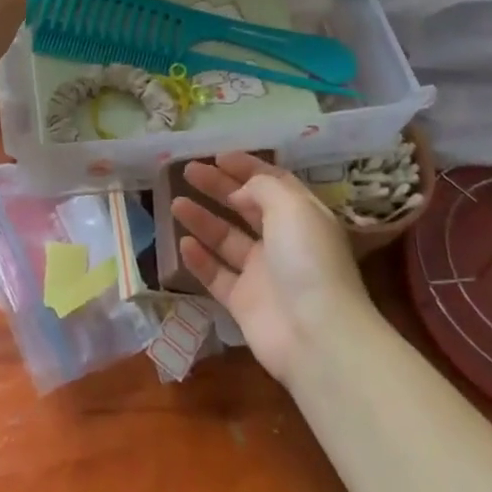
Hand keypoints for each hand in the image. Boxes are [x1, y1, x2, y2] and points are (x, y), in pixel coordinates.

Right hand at [171, 154, 370, 382]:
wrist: (316, 334)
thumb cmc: (308, 260)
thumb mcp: (292, 207)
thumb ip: (263, 188)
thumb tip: (241, 190)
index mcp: (302, 217)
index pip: (273, 184)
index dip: (247, 168)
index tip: (217, 156)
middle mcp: (283, 242)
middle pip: (246, 208)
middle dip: (219, 188)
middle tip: (188, 171)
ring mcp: (262, 274)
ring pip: (227, 240)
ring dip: (203, 219)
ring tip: (175, 203)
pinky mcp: (244, 302)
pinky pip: (216, 275)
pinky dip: (200, 260)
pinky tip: (182, 244)